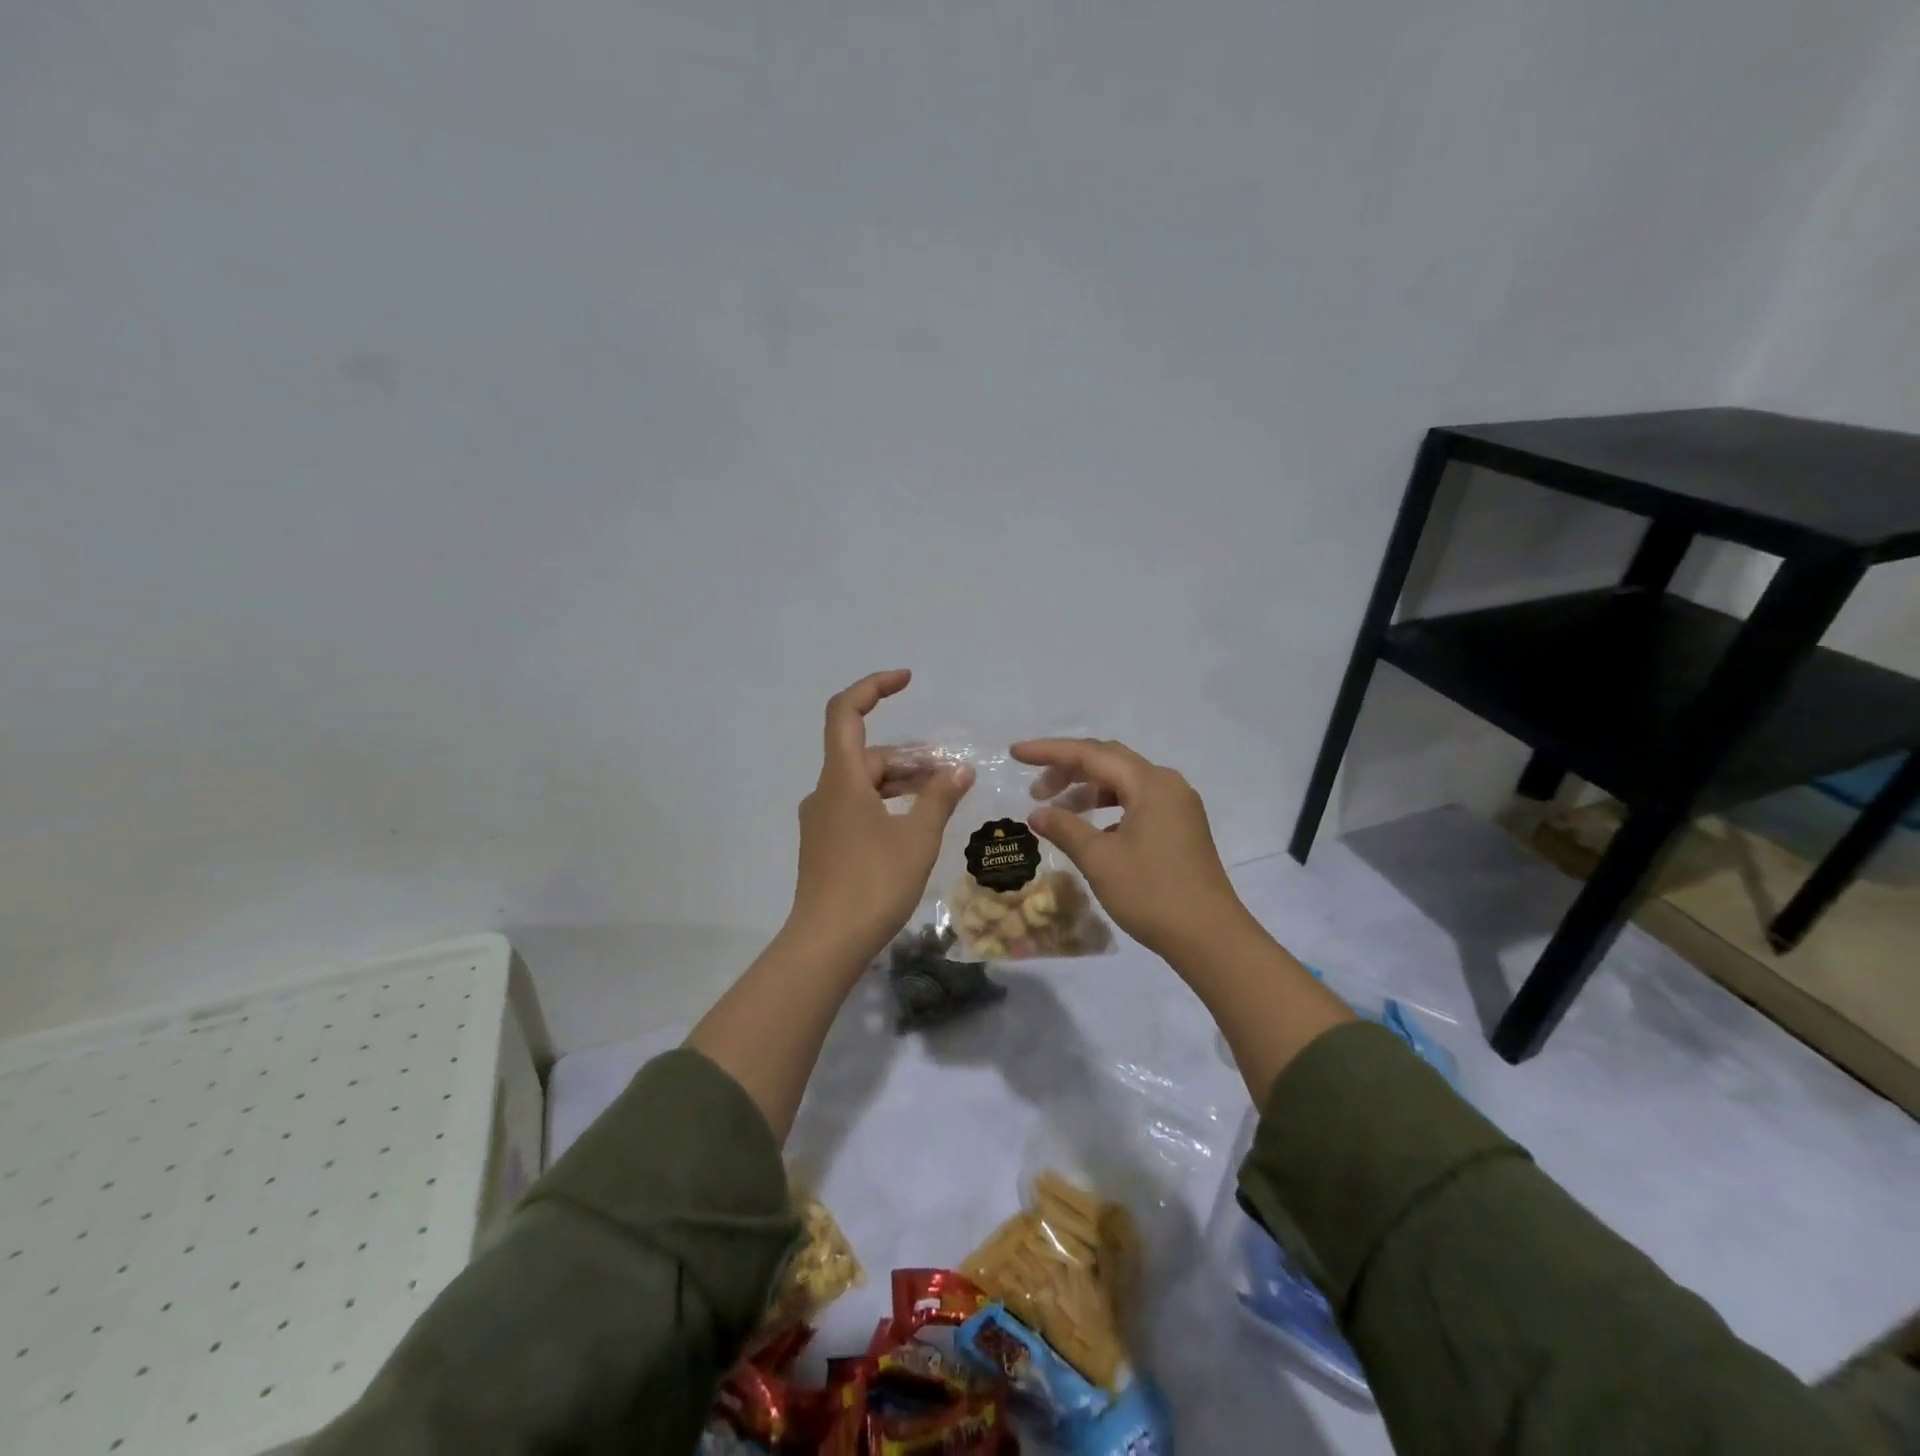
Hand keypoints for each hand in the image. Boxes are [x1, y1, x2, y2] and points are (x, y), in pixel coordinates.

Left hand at [789, 670, 972, 963]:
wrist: (826, 943)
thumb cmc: (873, 883)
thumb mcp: (917, 837)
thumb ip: (939, 797)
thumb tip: (959, 769)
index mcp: (841, 778)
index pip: (845, 712)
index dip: (873, 687)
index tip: (906, 680)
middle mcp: (825, 791)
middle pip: (866, 755)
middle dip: (910, 757)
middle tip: (951, 773)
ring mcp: (822, 820)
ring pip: (864, 784)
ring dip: (901, 783)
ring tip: (941, 797)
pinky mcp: (825, 844)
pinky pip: (857, 808)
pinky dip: (886, 804)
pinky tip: (914, 825)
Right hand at [1011, 737, 1250, 960]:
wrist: (1210, 938)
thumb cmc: (1152, 893)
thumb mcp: (1100, 860)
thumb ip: (1065, 828)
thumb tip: (1037, 813)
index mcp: (1150, 784)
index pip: (1091, 754)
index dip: (1050, 752)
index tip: (1016, 753)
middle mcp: (1167, 785)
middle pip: (1109, 761)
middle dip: (1068, 768)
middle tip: (1035, 788)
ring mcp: (1177, 807)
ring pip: (1123, 782)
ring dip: (1087, 790)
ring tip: (1056, 809)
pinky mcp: (1180, 828)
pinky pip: (1136, 803)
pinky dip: (1108, 808)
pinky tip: (1090, 830)